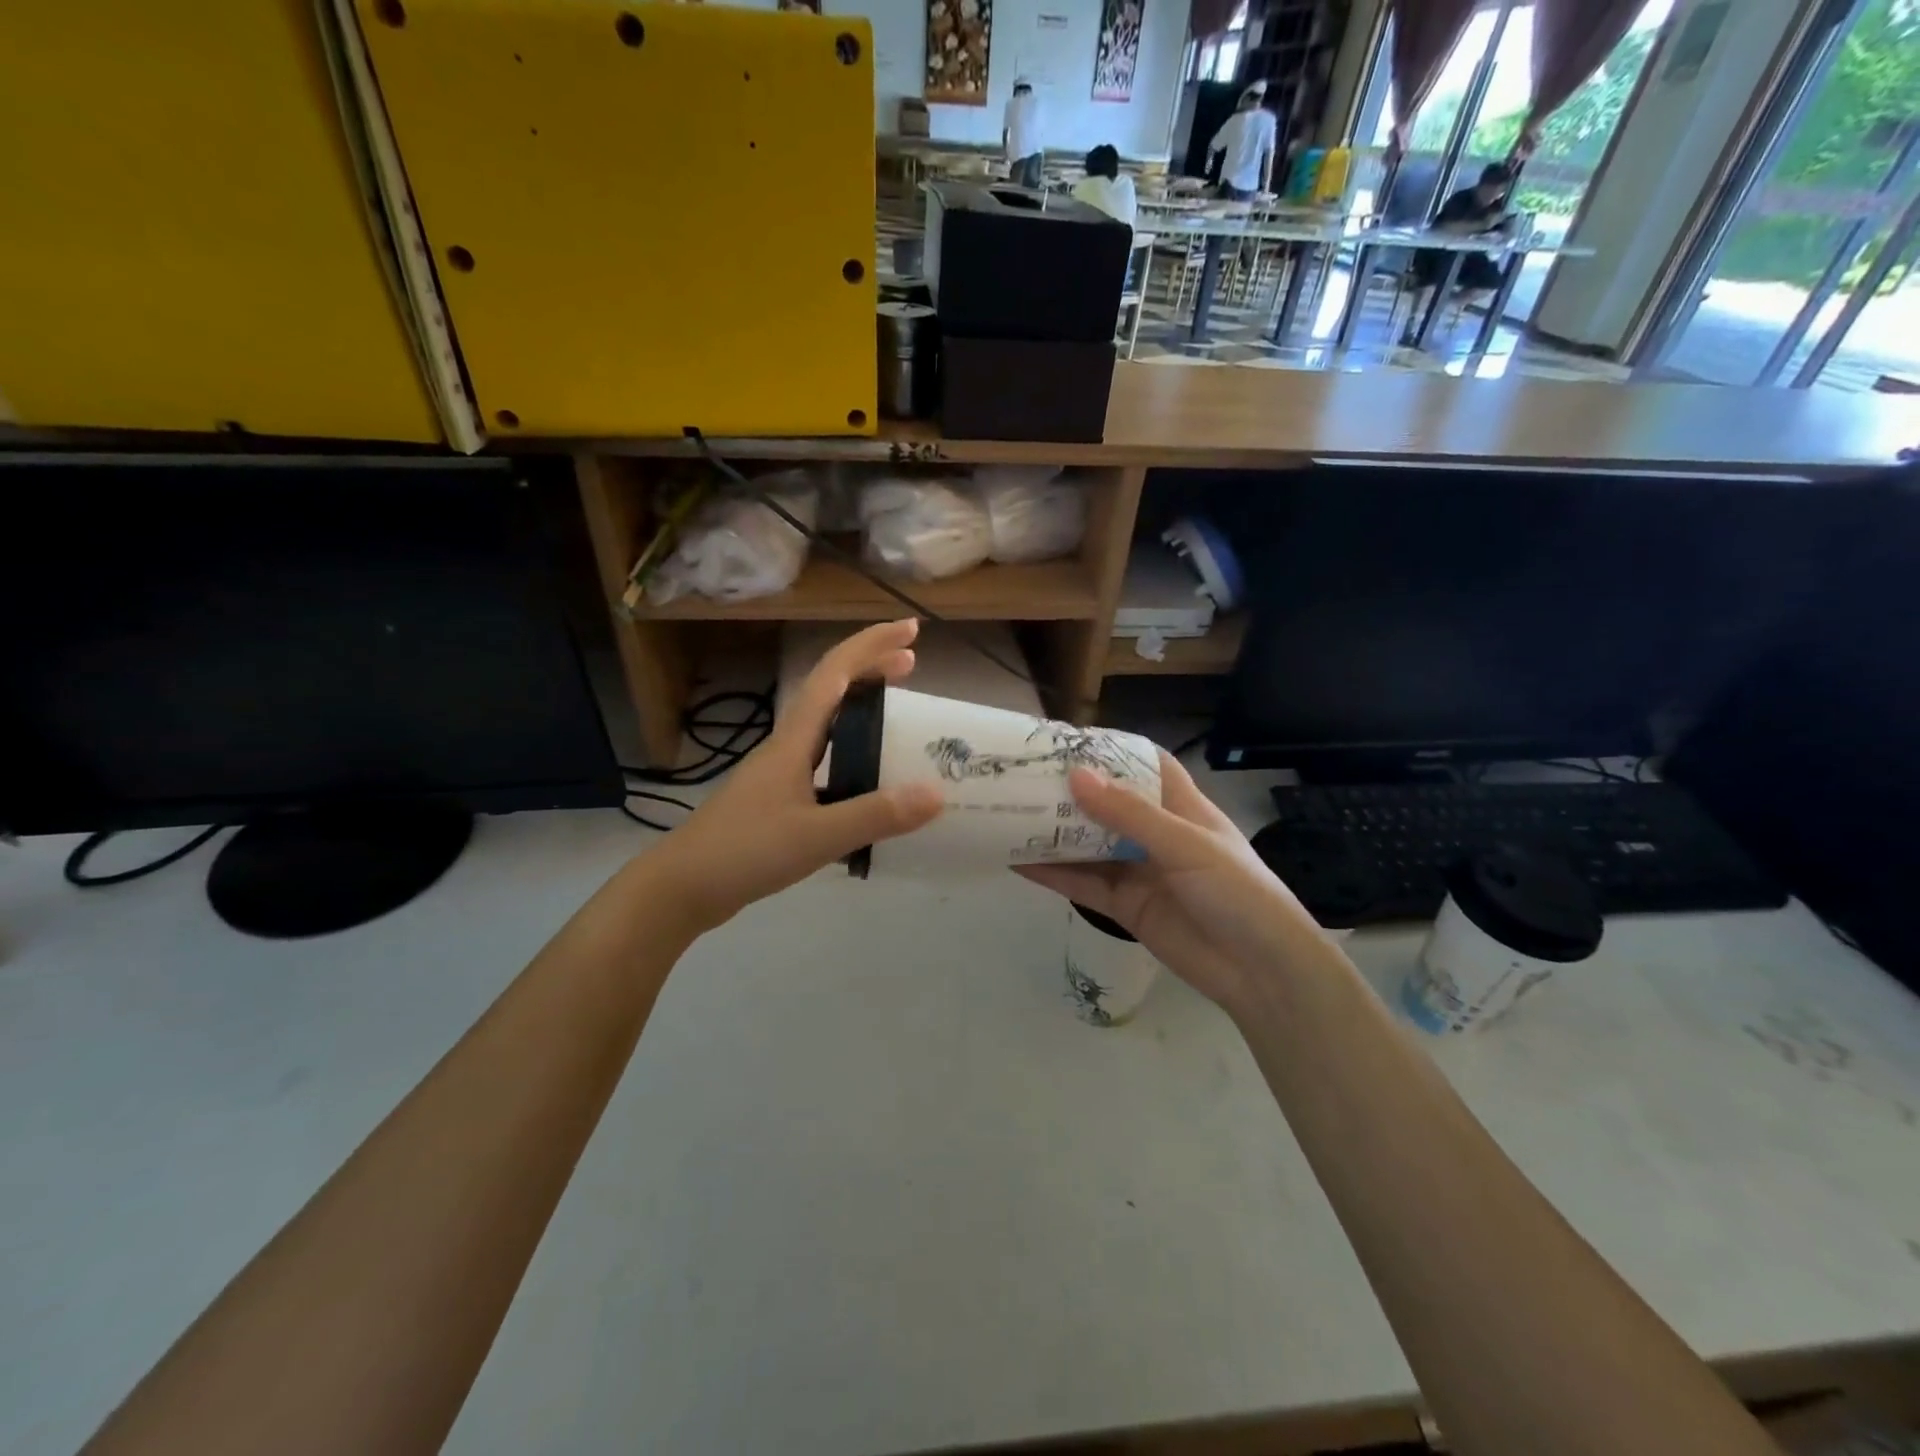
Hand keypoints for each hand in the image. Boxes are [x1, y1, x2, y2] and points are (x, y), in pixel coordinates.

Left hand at [641, 621, 942, 934]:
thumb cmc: (744, 852)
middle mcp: (787, 747)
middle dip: (871, 669)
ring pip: (828, 726)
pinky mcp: (779, 800)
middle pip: (832, 691)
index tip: (911, 631)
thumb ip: (874, 815)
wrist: (683, 888)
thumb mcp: (815, 836)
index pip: (835, 674)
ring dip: (862, 709)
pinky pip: (826, 761)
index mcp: (794, 741)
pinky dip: (854, 753)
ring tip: (898, 714)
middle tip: (913, 664)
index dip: (872, 646)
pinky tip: (870, 780)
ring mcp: (780, 774)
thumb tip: (937, 793)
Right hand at [1017, 753, 1320, 1012]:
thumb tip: (1076, 776)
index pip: (1146, 765)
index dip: (1112, 750)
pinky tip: (1017, 861)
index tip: (1069, 741)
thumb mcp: (1185, 844)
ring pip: (1088, 844)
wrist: (1260, 972)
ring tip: (1008, 813)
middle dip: (1070, 791)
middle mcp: (1156, 834)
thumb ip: (1129, 814)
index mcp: (1181, 807)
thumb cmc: (1236, 891)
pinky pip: (1082, 884)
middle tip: (1023, 776)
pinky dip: (1052, 873)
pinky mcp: (1124, 906)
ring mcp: (1138, 871)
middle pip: (1107, 804)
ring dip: (1054, 831)